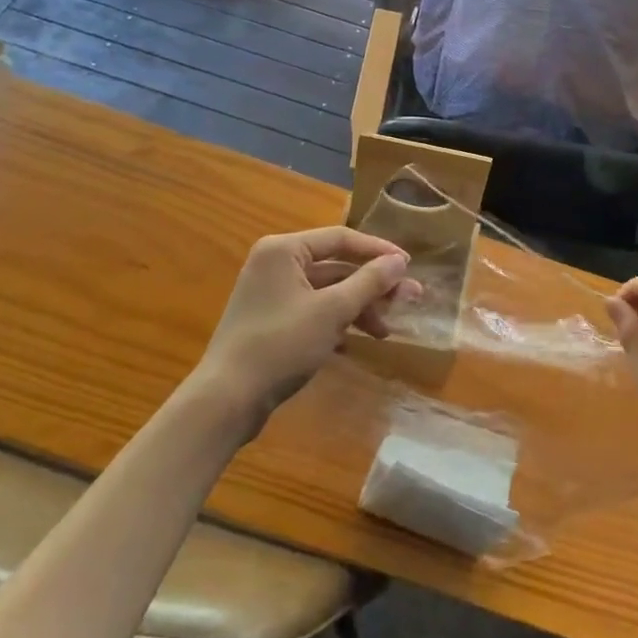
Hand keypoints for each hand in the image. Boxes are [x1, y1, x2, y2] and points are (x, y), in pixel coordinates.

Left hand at [190, 228, 419, 436]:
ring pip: (327, 291)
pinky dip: (338, 321)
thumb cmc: (281, 344)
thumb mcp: (332, 311)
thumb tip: (399, 261)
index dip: (378, 251)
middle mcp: (275, 264)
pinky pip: (314, 310)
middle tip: (408, 300)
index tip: (409, 266)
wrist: (227, 400)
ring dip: (359, 306)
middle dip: (373, 285)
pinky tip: (358, 340)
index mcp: (284, 250)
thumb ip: (369, 282)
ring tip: (386, 330)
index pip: (341, 238)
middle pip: (336, 266)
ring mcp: (271, 293)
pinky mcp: (271, 321)